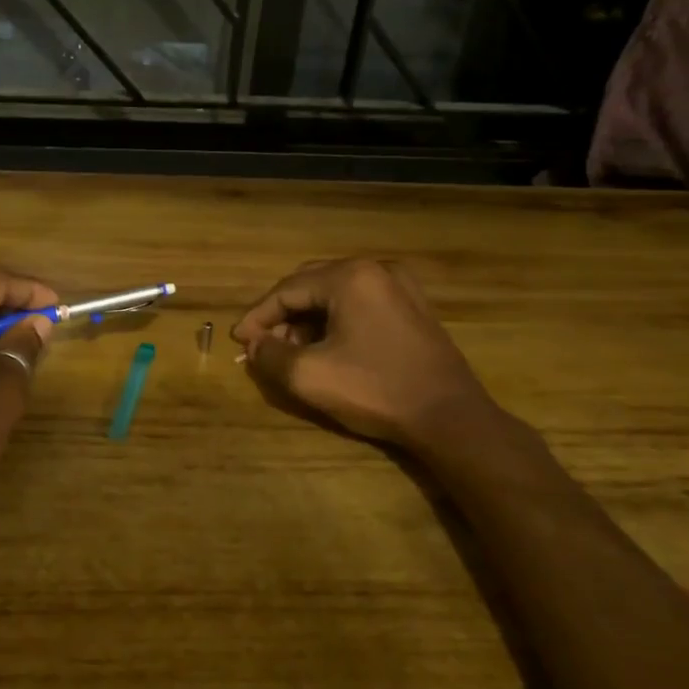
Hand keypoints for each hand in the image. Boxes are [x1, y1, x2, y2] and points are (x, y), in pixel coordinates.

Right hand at [231, 258, 494, 451]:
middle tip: (262, 345)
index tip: (238, 340)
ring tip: (292, 353)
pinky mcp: (414, 309)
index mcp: (350, 277)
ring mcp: (401, 287)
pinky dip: (335, 322)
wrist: (450, 417)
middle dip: (282, 316)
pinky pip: (360, 305)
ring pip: (336, 296)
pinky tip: (326, 349)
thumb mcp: (309, 376)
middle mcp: (376, 270)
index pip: (287, 290)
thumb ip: (270, 355)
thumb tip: (255, 345)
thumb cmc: (375, 390)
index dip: (258, 316)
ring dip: (308, 321)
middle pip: (311, 285)